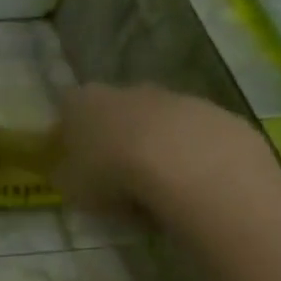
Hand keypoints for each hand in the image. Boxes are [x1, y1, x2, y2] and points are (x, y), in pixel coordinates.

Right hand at [54, 83, 273, 217]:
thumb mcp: (72, 187)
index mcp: (83, 103)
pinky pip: (193, 137)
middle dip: (115, 138)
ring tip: (156, 189)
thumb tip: (68, 172)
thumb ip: (66, 175)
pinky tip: (189, 185)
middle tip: (116, 178)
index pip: (67, 110)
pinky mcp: (214, 113)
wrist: (190, 166)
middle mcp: (126, 91)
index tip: (74, 162)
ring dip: (154, 148)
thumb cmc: (114, 175)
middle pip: (114, 112)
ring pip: (156, 123)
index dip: (68, 135)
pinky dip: (189, 157)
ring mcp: (174, 98)